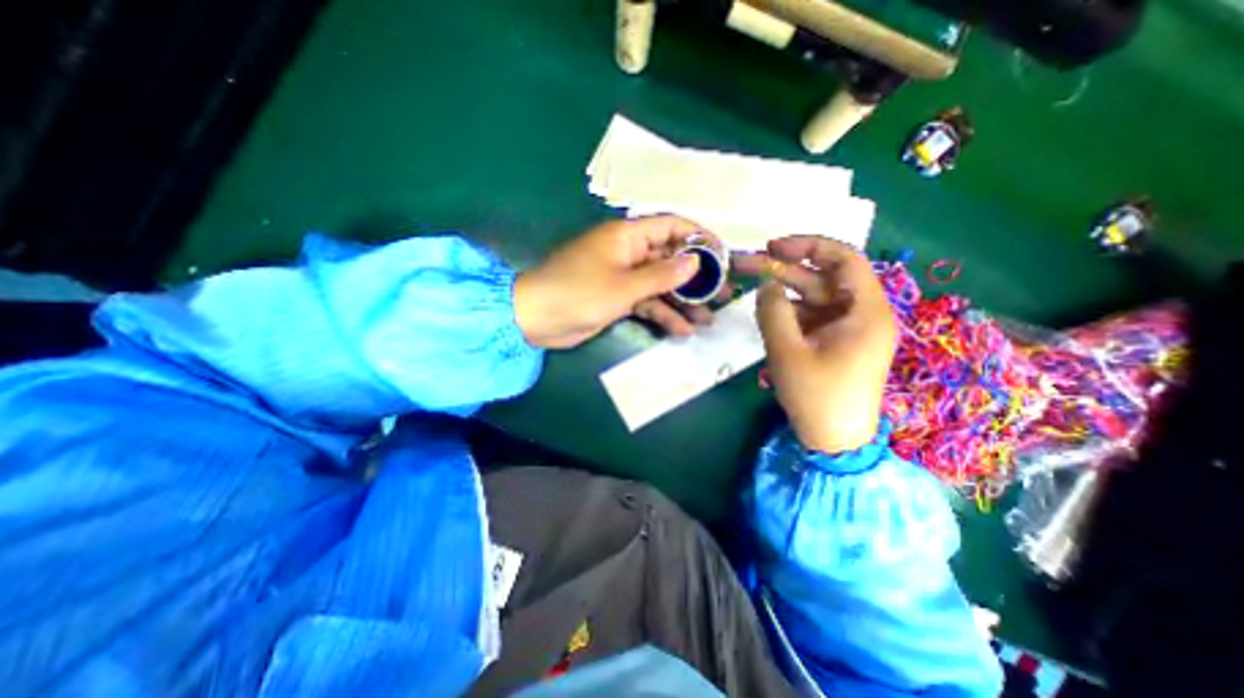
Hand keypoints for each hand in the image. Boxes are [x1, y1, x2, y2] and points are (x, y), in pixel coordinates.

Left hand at [516, 215, 730, 349]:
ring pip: (661, 285)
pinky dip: (663, 314)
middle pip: (670, 259)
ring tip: (709, 318)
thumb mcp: (624, 285)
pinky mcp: (618, 298)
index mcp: (627, 236)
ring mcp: (624, 277)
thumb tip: (696, 261)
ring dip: (683, 301)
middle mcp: (629, 253)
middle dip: (697, 277)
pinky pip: (647, 303)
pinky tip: (682, 330)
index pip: (671, 226)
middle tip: (723, 294)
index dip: (699, 238)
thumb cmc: (577, 293)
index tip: (722, 256)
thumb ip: (662, 275)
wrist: (536, 319)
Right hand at [730, 234, 900, 451]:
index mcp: (865, 311)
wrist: (834, 441)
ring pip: (815, 298)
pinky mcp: (836, 342)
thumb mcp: (787, 351)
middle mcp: (862, 314)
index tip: (773, 247)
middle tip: (748, 263)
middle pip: (824, 278)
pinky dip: (790, 313)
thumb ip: (773, 312)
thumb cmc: (816, 396)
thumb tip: (766, 285)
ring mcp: (849, 329)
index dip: (808, 246)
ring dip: (784, 292)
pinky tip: (767, 314)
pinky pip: (812, 317)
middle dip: (785, 269)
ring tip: (751, 288)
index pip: (843, 259)